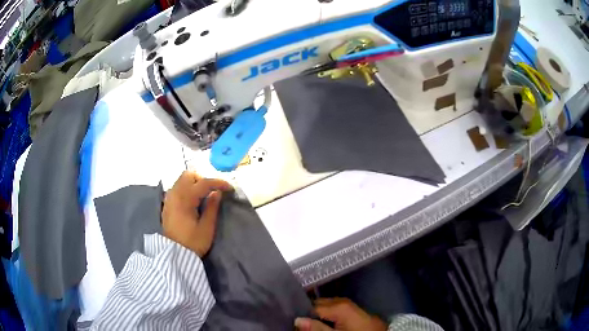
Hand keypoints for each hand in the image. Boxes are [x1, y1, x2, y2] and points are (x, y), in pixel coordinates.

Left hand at [162, 171, 231, 256]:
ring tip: (203, 197)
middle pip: (188, 175)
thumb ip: (212, 207)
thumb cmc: (192, 242)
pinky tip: (193, 201)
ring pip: (182, 180)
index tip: (229, 188)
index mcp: (185, 199)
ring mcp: (169, 198)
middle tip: (212, 192)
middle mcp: (174, 194)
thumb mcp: (207, 227)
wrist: (175, 255)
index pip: (203, 183)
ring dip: (194, 183)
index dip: (218, 183)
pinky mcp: (167, 204)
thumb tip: (217, 193)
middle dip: (202, 179)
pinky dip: (187, 189)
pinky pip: (177, 187)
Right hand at [295, 298, 386, 330]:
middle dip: (309, 313)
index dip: (302, 315)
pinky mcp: (353, 311)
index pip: (311, 306)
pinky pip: (334, 310)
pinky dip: (327, 316)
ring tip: (312, 324)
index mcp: (338, 305)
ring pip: (326, 307)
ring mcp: (349, 306)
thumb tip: (297, 320)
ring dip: (318, 315)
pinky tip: (325, 323)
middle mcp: (343, 301)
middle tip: (301, 324)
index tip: (294, 322)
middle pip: (318, 304)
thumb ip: (316, 328)